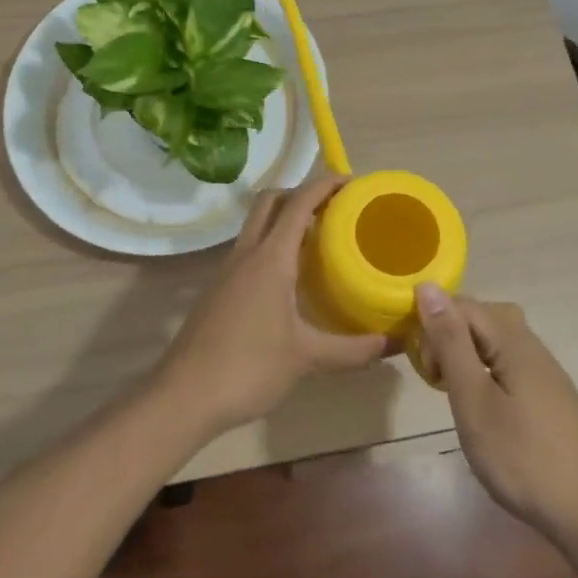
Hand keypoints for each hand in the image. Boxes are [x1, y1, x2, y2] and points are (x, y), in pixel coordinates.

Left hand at [156, 175, 390, 433]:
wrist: (184, 396)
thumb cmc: (248, 368)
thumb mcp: (306, 358)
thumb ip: (352, 350)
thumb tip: (393, 343)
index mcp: (269, 258)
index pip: (298, 203)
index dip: (324, 185)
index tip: (352, 181)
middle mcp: (247, 254)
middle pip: (270, 202)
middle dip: (300, 194)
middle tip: (334, 209)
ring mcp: (227, 271)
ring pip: (257, 225)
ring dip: (284, 220)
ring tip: (320, 239)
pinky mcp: (219, 290)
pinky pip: (249, 251)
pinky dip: (272, 246)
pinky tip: (291, 277)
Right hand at [415, 285, 577, 540]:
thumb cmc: (523, 458)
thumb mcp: (474, 400)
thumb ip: (450, 342)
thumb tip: (427, 286)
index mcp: (512, 340)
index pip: (462, 305)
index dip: (434, 326)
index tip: (425, 369)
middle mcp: (532, 346)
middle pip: (482, 317)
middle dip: (449, 337)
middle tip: (437, 380)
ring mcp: (546, 372)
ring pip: (496, 340)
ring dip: (467, 355)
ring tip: (456, 392)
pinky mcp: (551, 396)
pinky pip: (510, 363)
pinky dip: (487, 372)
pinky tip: (486, 408)